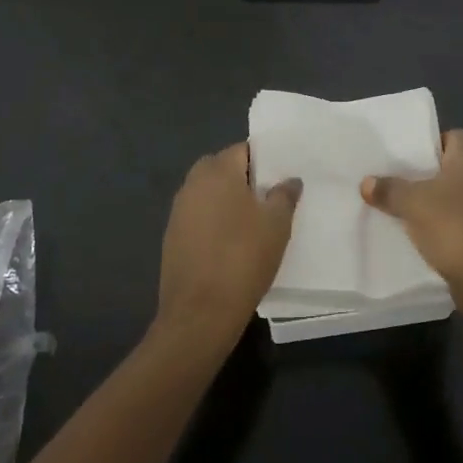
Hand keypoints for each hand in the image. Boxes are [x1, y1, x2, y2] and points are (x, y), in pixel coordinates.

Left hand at [155, 143, 298, 346]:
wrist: (200, 312)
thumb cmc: (243, 258)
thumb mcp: (277, 225)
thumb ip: (284, 195)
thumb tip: (289, 179)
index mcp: (217, 171)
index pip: (243, 150)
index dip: (264, 160)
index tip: (281, 177)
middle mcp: (193, 183)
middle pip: (223, 169)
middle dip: (245, 179)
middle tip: (270, 199)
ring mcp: (178, 210)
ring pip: (209, 193)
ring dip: (228, 201)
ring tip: (255, 223)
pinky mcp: (172, 236)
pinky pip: (199, 217)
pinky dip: (215, 222)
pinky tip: (232, 244)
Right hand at [362, 129, 462, 306]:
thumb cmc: (453, 227)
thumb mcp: (411, 204)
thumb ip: (388, 189)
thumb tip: (367, 182)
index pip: (455, 136)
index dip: (432, 142)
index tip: (410, 157)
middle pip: (456, 167)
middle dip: (430, 175)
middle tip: (401, 182)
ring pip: (461, 196)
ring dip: (440, 203)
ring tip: (409, 211)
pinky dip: (450, 225)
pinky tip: (428, 237)